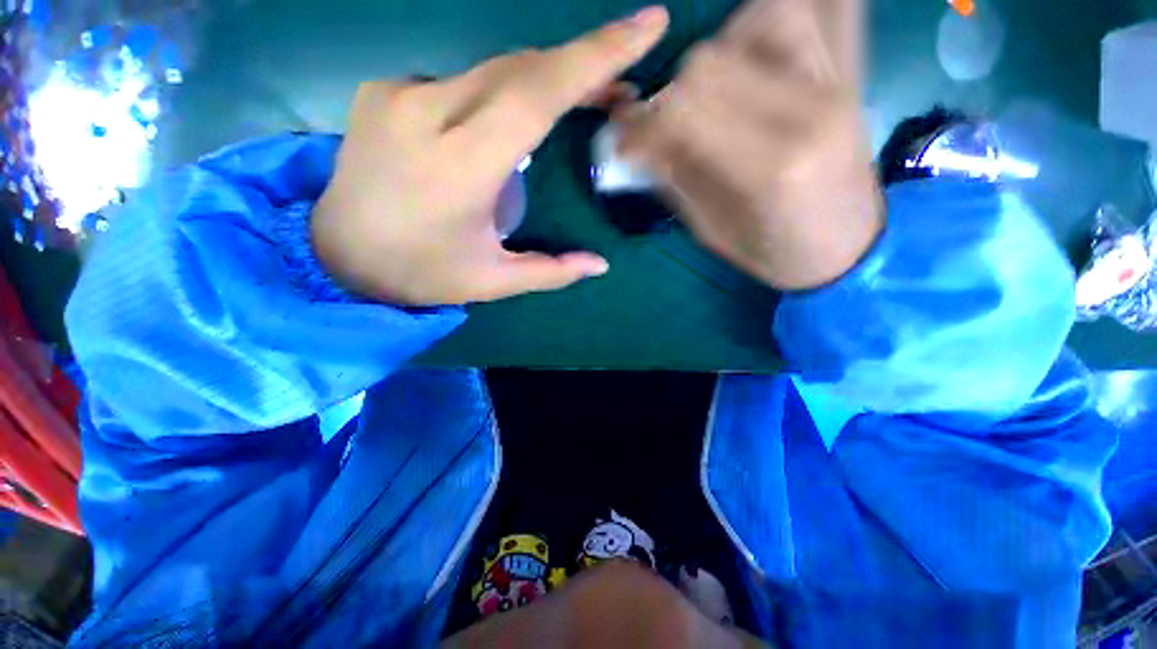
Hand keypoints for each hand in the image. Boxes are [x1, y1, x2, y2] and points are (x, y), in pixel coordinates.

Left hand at [313, 7, 669, 305]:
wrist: (338, 255)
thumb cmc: (419, 273)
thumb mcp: (492, 281)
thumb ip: (550, 272)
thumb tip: (599, 265)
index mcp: (459, 168)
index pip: (535, 94)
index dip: (594, 56)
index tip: (645, 25)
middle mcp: (425, 113)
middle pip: (521, 70)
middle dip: (579, 68)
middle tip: (620, 90)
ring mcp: (398, 92)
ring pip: (493, 70)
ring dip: (542, 82)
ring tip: (578, 101)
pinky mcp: (384, 88)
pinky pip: (462, 81)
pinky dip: (501, 93)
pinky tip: (509, 122)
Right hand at [616, 0, 882, 290]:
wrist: (848, 247)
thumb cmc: (774, 251)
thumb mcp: (711, 230)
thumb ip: (673, 180)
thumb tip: (633, 142)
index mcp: (769, 169)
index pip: (682, 113)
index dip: (640, 124)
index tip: (623, 141)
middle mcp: (807, 111)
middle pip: (708, 63)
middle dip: (667, 97)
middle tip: (658, 129)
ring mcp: (833, 84)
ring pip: (754, 20)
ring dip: (712, 58)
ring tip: (704, 99)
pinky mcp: (843, 74)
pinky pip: (795, 18)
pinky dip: (755, 30)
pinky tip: (742, 68)